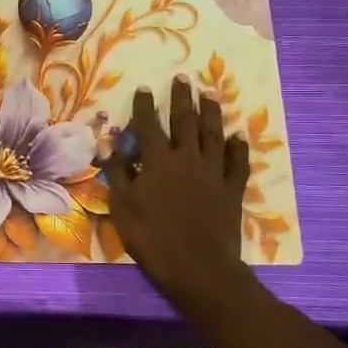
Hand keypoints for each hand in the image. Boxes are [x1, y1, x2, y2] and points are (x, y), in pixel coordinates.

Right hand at [103, 77, 250, 308]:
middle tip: (182, 79)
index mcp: (158, 162)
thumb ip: (118, 172)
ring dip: (211, 113)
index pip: (149, 126)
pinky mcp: (231, 190)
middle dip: (181, 98)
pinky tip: (237, 137)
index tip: (144, 87)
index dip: (145, 106)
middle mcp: (187, 159)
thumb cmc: (152, 239)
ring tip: (209, 95)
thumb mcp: (123, 207)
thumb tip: (110, 142)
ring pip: (213, 135)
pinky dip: (237, 148)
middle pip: (185, 121)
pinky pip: (237, 163)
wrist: (198, 268)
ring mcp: (213, 173)